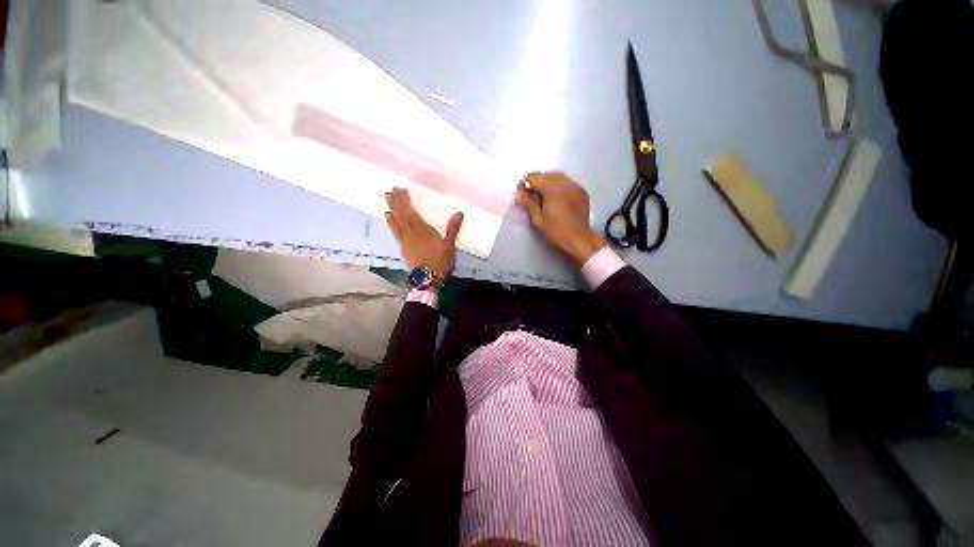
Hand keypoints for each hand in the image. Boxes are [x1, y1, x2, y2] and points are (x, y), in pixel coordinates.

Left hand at [385, 187, 463, 280]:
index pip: (411, 212)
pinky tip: (388, 218)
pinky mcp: (403, 248)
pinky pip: (395, 232)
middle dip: (396, 202)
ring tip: (386, 199)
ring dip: (391, 209)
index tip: (400, 189)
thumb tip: (460, 212)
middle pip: (401, 215)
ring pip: (396, 222)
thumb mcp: (449, 245)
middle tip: (389, 190)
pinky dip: (391, 223)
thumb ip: (453, 228)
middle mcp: (411, 233)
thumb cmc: (440, 262)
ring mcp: (405, 240)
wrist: (427, 279)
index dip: (405, 200)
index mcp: (423, 230)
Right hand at [517, 171, 607, 265]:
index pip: (533, 177)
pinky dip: (559, 187)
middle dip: (536, 183)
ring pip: (557, 177)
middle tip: (530, 196)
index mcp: (551, 187)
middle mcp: (564, 182)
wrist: (579, 239)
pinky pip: (567, 183)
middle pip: (546, 175)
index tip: (520, 194)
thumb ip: (528, 203)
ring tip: (543, 197)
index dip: (524, 184)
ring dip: (548, 183)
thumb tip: (520, 194)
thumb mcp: (538, 218)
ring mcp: (575, 186)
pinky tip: (556, 198)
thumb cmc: (556, 231)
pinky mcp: (582, 192)